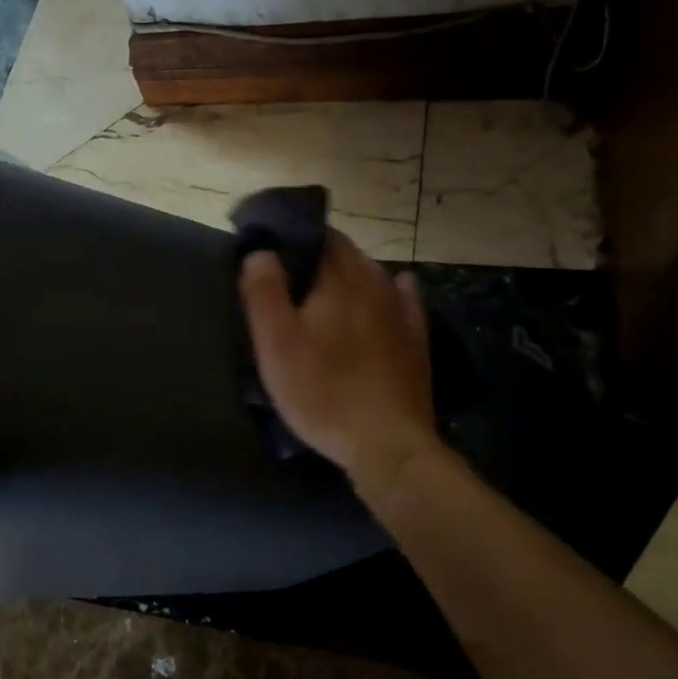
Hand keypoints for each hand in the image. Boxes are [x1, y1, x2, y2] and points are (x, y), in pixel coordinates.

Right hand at [239, 232, 441, 495]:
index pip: (321, 236)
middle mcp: (375, 284)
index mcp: (339, 279)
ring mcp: (400, 313)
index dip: (296, 235)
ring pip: (374, 275)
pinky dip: (394, 290)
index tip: (273, 246)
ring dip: (350, 273)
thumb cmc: (322, 391)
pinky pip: (405, 301)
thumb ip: (264, 291)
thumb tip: (262, 251)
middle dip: (320, 254)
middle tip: (290, 273)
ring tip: (325, 287)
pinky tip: (396, 288)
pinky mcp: (415, 341)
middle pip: (348, 254)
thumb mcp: (276, 344)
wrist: (387, 444)